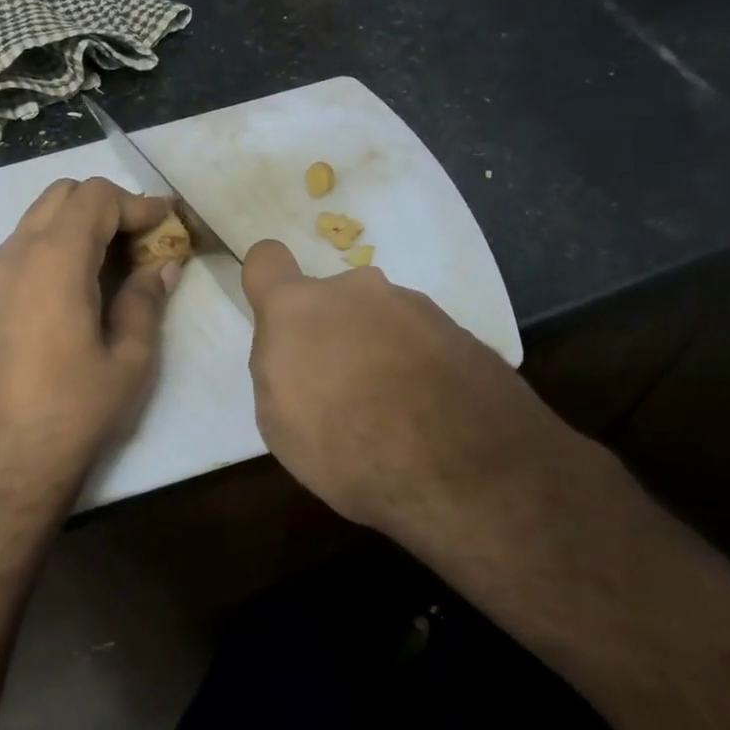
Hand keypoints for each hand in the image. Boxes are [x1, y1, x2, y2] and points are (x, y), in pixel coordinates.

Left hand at [0, 177, 178, 518]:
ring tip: (117, 261)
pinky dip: (56, 245)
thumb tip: (163, 265)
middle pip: (62, 196)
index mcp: (53, 261)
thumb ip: (146, 300)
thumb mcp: (129, 359)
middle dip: (107, 205)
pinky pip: (23, 248)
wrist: (0, 467)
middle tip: (143, 239)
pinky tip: (82, 285)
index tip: (167, 223)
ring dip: (79, 224)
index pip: (96, 198)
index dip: (137, 203)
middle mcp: (15, 254)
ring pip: (39, 218)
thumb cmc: (73, 413)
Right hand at [241, 240, 588, 543]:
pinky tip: (428, 413)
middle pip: (331, 300)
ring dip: (378, 349)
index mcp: (298, 308)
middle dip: (332, 333)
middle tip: (343, 390)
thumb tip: (295, 354)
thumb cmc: (347, 449)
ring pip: (379, 319)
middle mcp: (356, 291)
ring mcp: (413, 305)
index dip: (267, 284)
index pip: (266, 260)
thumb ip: (278, 369)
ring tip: (394, 411)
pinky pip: (420, 339)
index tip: (279, 321)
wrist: (462, 469)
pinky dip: (417, 365)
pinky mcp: (459, 329)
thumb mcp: (280, 422)